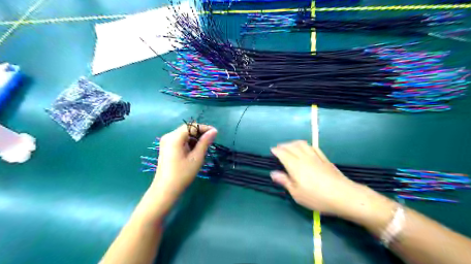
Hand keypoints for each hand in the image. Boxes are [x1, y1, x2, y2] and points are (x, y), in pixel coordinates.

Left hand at [150, 124, 217, 203]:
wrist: (165, 189)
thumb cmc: (182, 174)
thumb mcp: (197, 157)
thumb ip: (205, 142)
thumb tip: (214, 131)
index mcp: (175, 137)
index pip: (192, 126)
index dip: (205, 128)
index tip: (215, 133)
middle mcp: (169, 136)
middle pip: (187, 129)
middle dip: (200, 133)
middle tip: (210, 141)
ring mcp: (166, 142)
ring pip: (184, 134)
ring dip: (194, 138)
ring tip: (203, 148)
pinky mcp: (166, 147)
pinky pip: (180, 140)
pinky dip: (188, 142)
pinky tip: (194, 151)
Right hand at [271, 140, 364, 215]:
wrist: (343, 195)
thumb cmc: (316, 197)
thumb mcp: (297, 193)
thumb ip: (285, 181)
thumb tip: (273, 173)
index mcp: (295, 166)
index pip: (283, 153)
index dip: (276, 150)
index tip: (272, 150)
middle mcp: (304, 158)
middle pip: (291, 146)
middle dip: (283, 145)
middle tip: (279, 148)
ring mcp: (315, 156)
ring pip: (302, 144)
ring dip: (294, 143)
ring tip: (290, 146)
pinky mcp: (324, 158)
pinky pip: (313, 147)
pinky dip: (306, 145)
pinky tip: (306, 149)